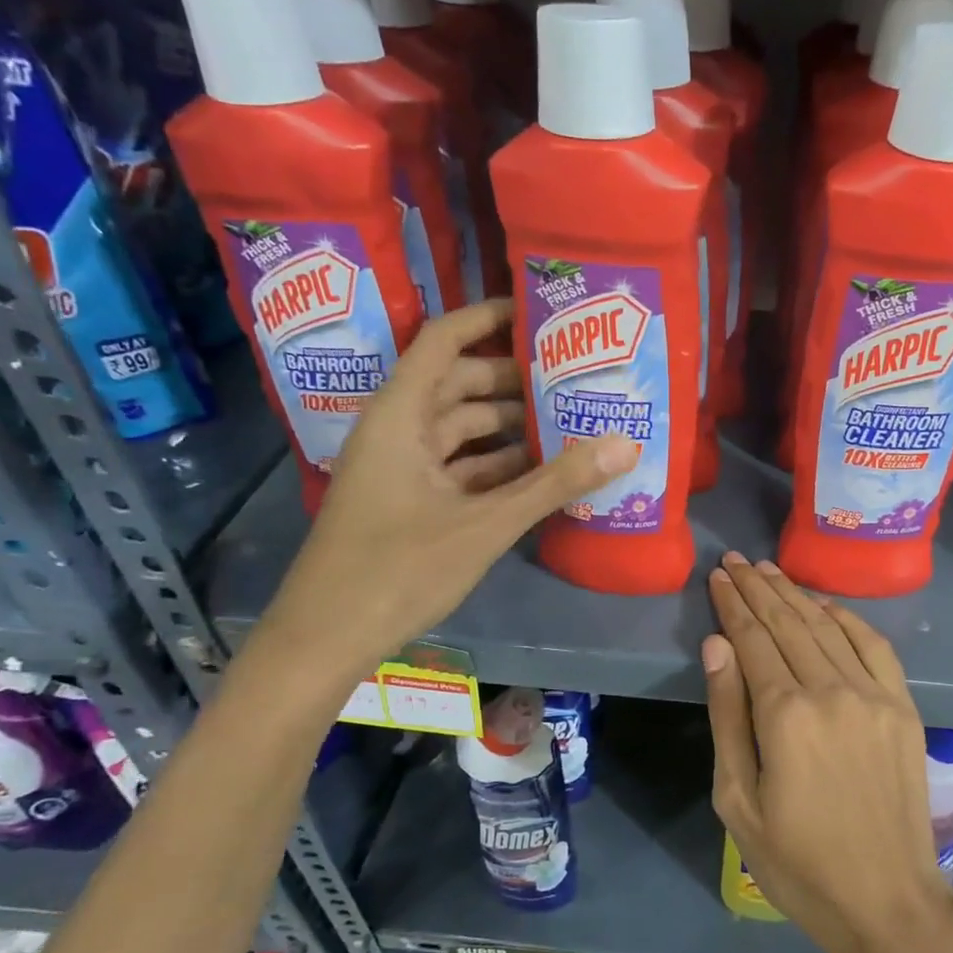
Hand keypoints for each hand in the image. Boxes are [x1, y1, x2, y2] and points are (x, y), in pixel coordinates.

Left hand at [262, 299, 637, 679]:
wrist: (327, 638)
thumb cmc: (398, 569)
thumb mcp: (485, 524)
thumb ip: (555, 484)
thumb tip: (625, 444)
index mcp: (400, 415)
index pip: (444, 340)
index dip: (488, 319)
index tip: (541, 314)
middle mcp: (398, 430)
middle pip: (460, 385)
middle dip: (515, 380)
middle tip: (574, 376)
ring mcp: (402, 469)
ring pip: (463, 431)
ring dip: (511, 428)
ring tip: (571, 421)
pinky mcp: (410, 502)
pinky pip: (460, 468)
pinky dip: (497, 467)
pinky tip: (543, 474)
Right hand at [703, 552, 952, 952]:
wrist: (887, 900)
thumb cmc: (798, 862)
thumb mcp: (737, 801)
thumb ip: (728, 716)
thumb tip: (718, 645)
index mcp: (785, 715)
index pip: (753, 639)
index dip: (733, 604)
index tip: (719, 577)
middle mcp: (832, 690)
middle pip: (788, 623)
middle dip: (758, 588)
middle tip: (737, 561)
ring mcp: (874, 695)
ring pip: (828, 626)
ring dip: (796, 594)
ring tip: (770, 571)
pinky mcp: (903, 707)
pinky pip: (874, 645)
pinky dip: (847, 618)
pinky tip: (825, 604)